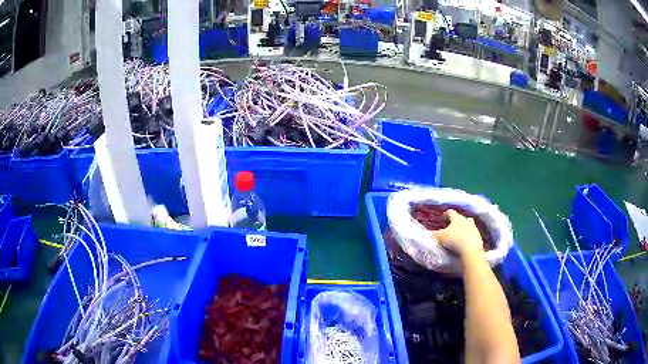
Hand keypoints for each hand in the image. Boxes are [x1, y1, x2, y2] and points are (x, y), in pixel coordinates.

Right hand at [432, 209, 483, 257]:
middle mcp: (466, 220)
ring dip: (465, 228)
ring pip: (469, 225)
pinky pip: (473, 235)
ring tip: (460, 235)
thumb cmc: (454, 240)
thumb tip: (431, 233)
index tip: (442, 218)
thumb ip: (435, 234)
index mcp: (456, 218)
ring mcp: (474, 228)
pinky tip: (466, 243)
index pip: (451, 212)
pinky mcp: (479, 237)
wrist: (470, 249)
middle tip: (452, 226)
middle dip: (457, 221)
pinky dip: (469, 237)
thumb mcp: (440, 237)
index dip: (446, 214)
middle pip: (462, 218)